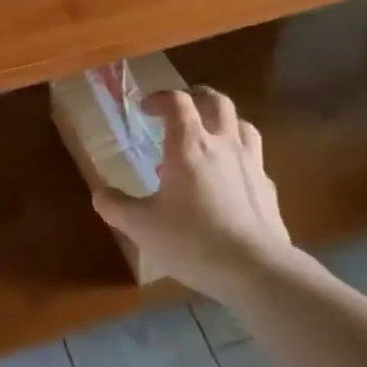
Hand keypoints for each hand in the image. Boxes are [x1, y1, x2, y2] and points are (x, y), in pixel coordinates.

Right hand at [93, 89, 290, 301]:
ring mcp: (251, 164)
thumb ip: (116, 206)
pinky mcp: (268, 188)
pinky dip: (241, 158)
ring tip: (211, 135)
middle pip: (216, 101)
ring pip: (243, 124)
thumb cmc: (192, 240)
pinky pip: (255, 160)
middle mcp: (222, 144)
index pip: (177, 102)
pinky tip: (232, 178)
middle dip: (197, 96)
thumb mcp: (142, 226)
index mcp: (189, 145)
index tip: (146, 109)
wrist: (254, 269)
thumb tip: (98, 193)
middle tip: (182, 108)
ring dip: (224, 122)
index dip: (160, 98)